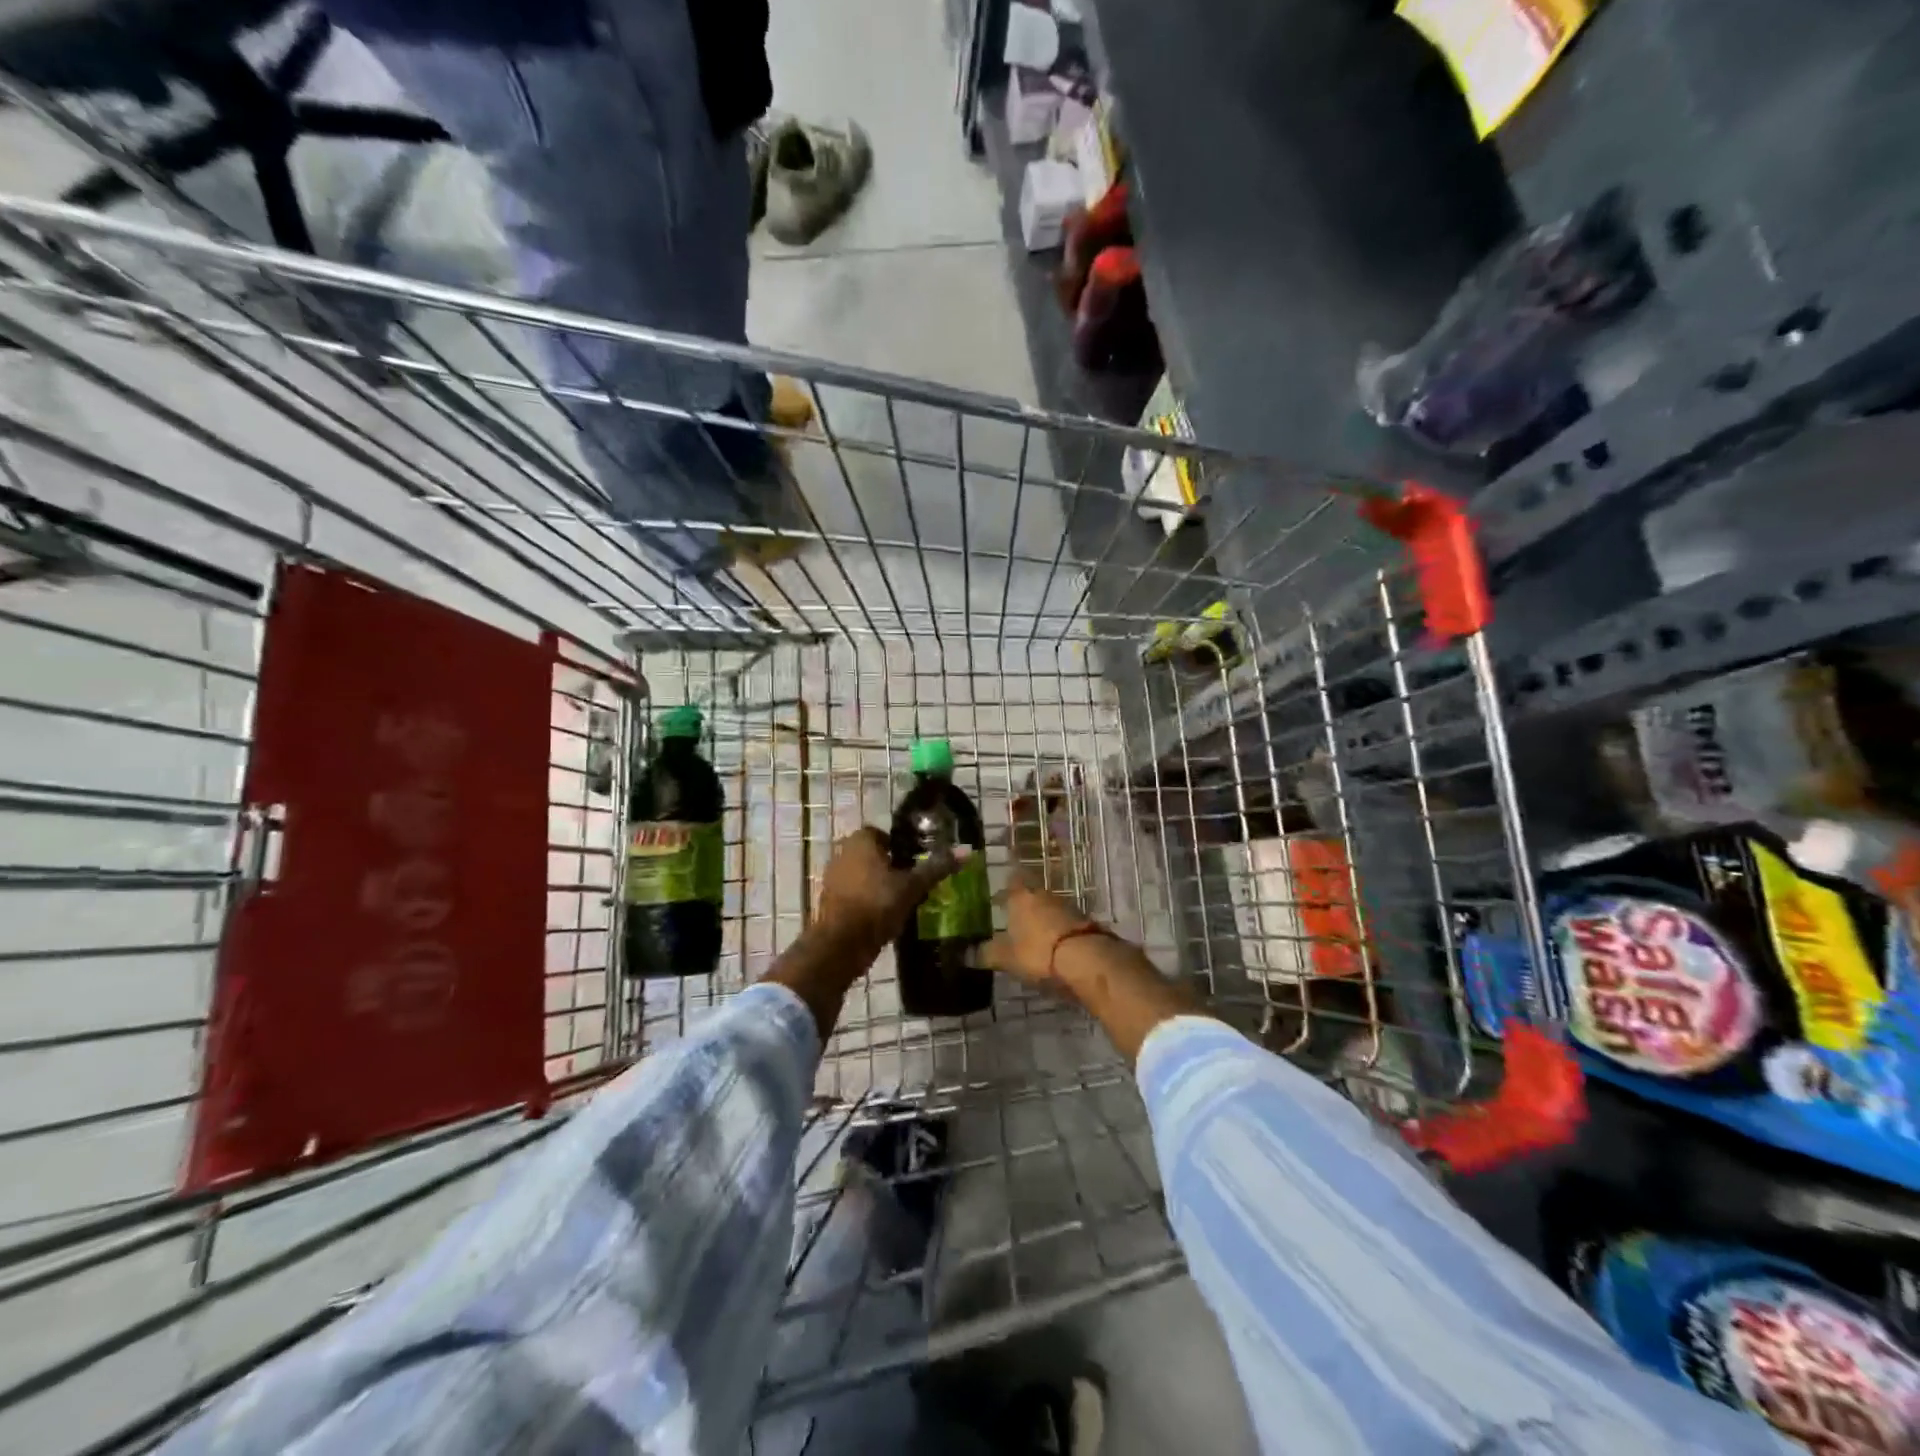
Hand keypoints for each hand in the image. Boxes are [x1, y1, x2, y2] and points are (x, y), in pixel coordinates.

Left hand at [815, 827, 965, 953]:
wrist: (841, 944)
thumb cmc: (877, 905)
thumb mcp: (912, 886)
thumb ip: (937, 867)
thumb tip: (967, 851)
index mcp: (860, 840)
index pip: (884, 834)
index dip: (901, 847)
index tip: (916, 863)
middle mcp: (842, 852)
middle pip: (874, 855)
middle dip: (891, 867)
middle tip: (913, 883)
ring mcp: (833, 877)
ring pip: (863, 875)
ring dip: (879, 885)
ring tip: (902, 902)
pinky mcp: (829, 901)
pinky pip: (854, 894)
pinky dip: (868, 901)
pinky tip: (884, 916)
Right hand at [984, 875, 1101, 989]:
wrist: (1086, 958)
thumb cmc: (1037, 952)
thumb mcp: (1005, 958)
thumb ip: (986, 954)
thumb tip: (965, 954)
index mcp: (1020, 897)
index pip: (1010, 880)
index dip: (1003, 888)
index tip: (996, 899)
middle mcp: (1042, 895)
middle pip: (1030, 893)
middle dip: (1021, 904)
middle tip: (1010, 918)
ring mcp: (1066, 906)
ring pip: (1047, 906)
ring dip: (1039, 916)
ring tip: (1029, 933)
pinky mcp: (1083, 921)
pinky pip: (1062, 920)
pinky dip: (1055, 928)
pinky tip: (1051, 943)